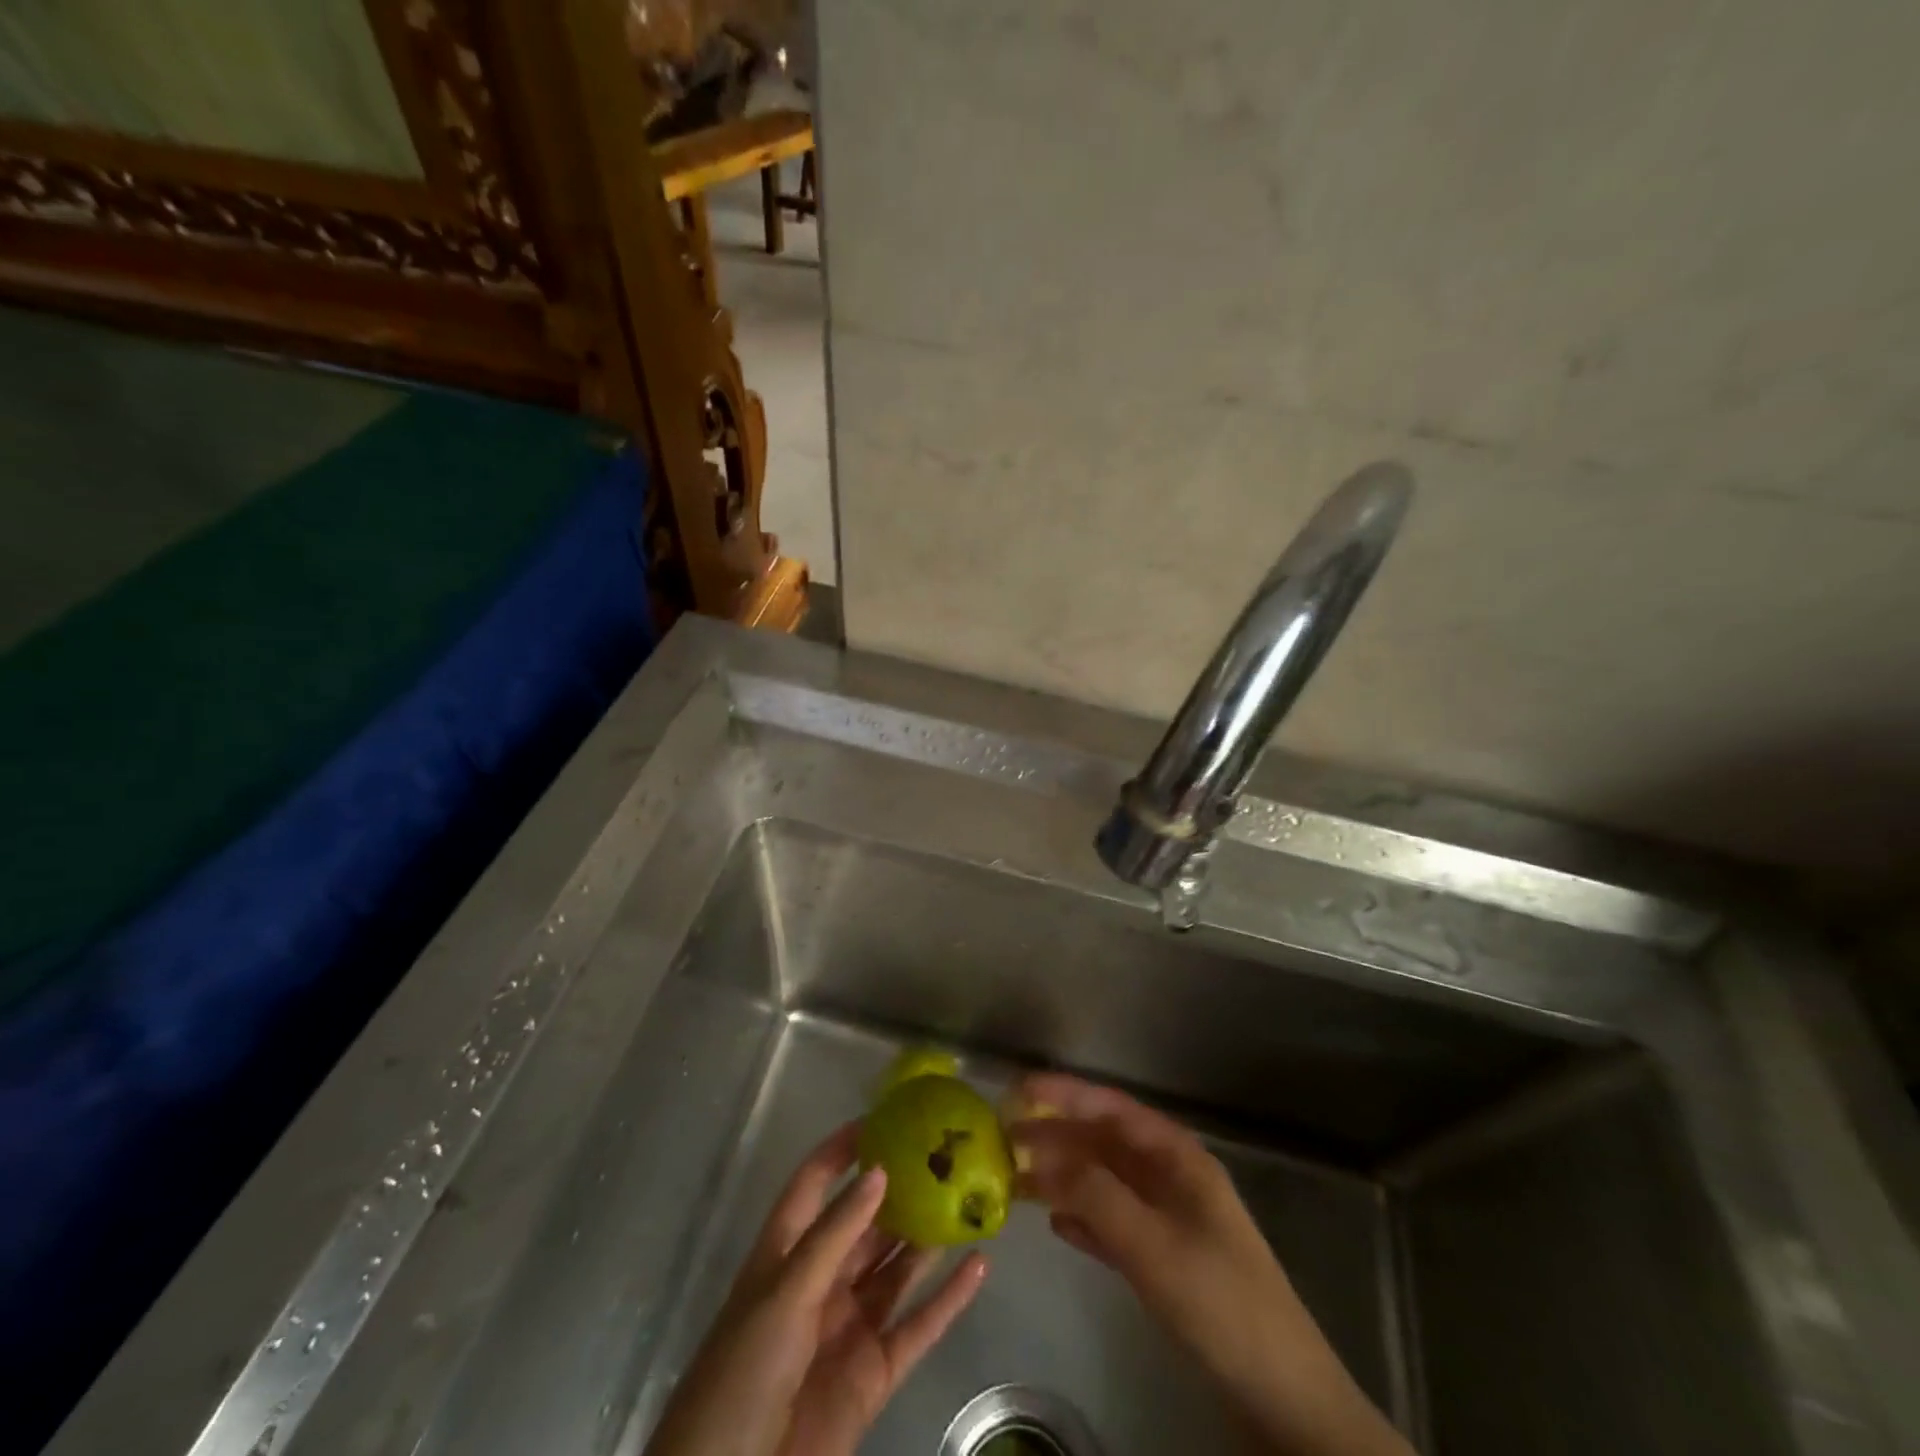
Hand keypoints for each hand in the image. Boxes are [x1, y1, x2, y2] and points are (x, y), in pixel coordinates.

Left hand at [645, 1122, 987, 1455]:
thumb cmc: (744, 1371)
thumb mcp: (786, 1292)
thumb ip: (835, 1234)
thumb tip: (880, 1171)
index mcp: (787, 1253)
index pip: (815, 1183)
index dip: (843, 1149)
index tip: (883, 1119)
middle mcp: (820, 1280)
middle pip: (865, 1224)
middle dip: (899, 1191)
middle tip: (944, 1155)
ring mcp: (849, 1325)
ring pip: (896, 1268)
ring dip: (928, 1238)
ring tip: (968, 1197)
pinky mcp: (874, 1372)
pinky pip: (918, 1326)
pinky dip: (949, 1299)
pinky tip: (978, 1266)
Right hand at [1008, 1074, 1409, 1455]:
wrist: (1279, 1393)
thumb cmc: (1218, 1300)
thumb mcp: (1152, 1243)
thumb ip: (1095, 1194)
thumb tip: (1042, 1155)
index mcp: (1177, 1157)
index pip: (1113, 1108)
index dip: (1066, 1094)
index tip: (1020, 1088)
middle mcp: (1170, 1176)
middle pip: (1105, 1143)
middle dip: (1057, 1136)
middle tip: (1004, 1138)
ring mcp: (1168, 1217)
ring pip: (1104, 1182)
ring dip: (1063, 1177)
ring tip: (1015, 1178)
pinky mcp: (1164, 1257)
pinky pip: (1112, 1222)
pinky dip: (1083, 1217)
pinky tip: (1054, 1224)